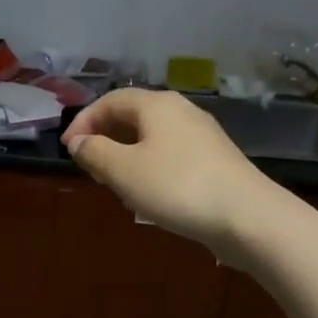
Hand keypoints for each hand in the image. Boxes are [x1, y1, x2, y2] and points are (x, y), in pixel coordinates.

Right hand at [62, 89, 271, 252]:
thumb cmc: (177, 187)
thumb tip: (79, 142)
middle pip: (132, 115)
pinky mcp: (215, 159)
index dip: (84, 121)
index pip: (110, 100)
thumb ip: (95, 152)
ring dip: (126, 153)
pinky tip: (148, 191)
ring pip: (152, 136)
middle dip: (105, 137)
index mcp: (156, 105)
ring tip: (113, 182)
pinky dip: (149, 165)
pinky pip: (170, 153)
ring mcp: (201, 135)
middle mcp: (180, 111)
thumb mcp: (124, 171)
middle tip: (89, 166)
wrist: (249, 217)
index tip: (68, 150)